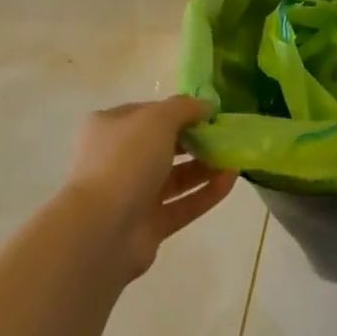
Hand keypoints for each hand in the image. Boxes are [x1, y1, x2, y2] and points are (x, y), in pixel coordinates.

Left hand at [65, 96, 236, 279]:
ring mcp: (132, 195)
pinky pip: (183, 205)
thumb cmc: (125, 160)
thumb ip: (184, 107)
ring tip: (235, 158)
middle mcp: (118, 159)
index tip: (210, 113)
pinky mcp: (148, 225)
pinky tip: (231, 181)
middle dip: (197, 140)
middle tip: (226, 137)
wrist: (101, 229)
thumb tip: (206, 106)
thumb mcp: (157, 119)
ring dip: (205, 166)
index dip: (180, 111)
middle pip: (164, 145)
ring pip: (175, 177)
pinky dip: (206, 193)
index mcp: (110, 128)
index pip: (149, 113)